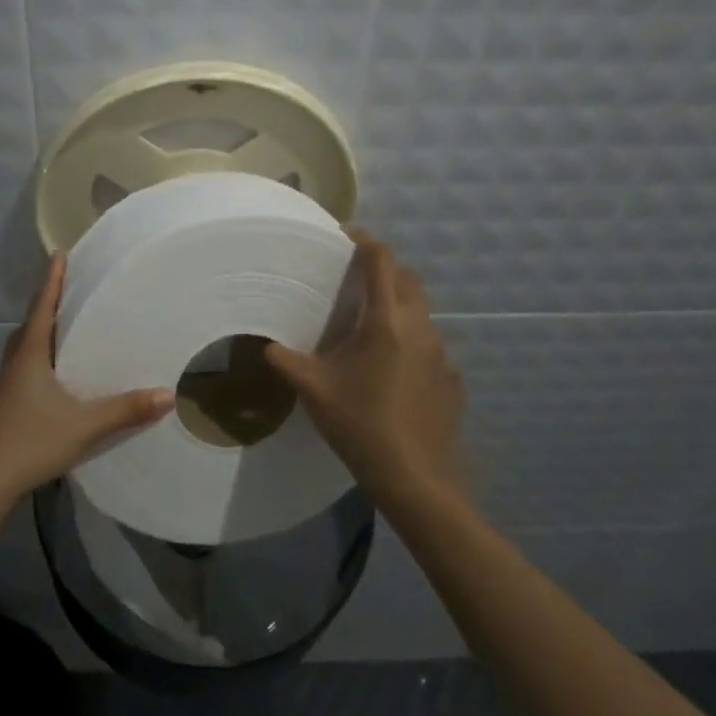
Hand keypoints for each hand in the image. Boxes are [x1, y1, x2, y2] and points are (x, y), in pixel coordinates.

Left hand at [0, 253, 174, 508]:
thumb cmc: (31, 442)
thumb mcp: (85, 426)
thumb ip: (126, 410)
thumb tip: (168, 394)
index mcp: (29, 355)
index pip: (42, 306)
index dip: (52, 279)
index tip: (59, 253)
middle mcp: (13, 362)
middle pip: (30, 322)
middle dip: (48, 302)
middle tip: (70, 287)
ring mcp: (3, 384)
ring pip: (23, 345)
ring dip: (41, 329)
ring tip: (65, 325)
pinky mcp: (2, 403)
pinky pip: (22, 365)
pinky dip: (38, 354)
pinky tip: (53, 372)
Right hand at [266, 230, 465, 506]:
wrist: (415, 479)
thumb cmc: (360, 425)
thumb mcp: (313, 389)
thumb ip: (285, 360)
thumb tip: (265, 344)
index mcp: (386, 321)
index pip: (381, 260)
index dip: (364, 240)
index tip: (345, 236)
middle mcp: (419, 327)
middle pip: (407, 278)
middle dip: (383, 270)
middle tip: (353, 280)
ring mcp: (441, 353)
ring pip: (421, 311)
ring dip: (397, 306)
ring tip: (368, 327)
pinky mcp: (451, 378)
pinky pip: (429, 344)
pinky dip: (410, 341)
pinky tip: (391, 370)